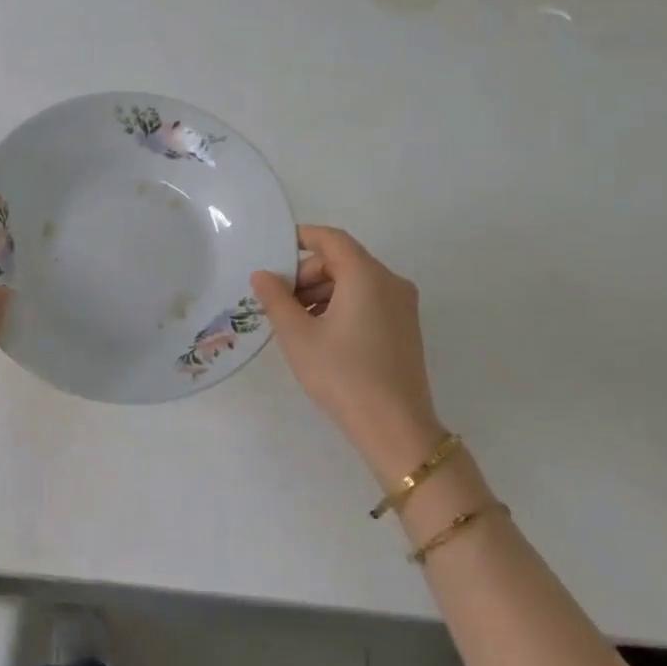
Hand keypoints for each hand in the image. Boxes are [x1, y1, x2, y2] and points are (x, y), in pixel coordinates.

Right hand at [251, 226, 445, 479]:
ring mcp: (402, 306)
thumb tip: (262, 275)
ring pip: (355, 282)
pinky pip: (368, 301)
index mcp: (367, 276)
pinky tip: (320, 335)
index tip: (273, 252)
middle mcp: (391, 282)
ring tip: (295, 323)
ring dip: (322, 293)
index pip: (331, 239)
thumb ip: (276, 299)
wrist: (395, 427)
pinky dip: (341, 306)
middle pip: (343, 261)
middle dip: (307, 275)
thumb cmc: (342, 374)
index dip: (301, 238)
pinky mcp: (404, 328)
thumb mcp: (298, 336)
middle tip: (279, 302)